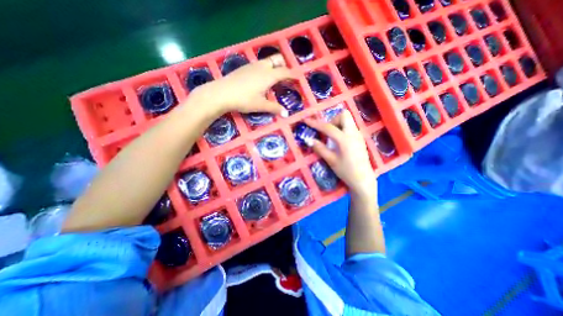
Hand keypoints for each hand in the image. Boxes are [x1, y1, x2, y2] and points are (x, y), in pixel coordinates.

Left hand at [189, 55, 294, 116]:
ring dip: (274, 66)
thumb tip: (286, 114)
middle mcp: (262, 67)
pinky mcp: (244, 67)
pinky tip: (260, 79)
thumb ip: (274, 108)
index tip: (299, 77)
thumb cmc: (244, 100)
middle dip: (284, 65)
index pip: (285, 72)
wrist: (221, 93)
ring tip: (274, 78)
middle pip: (277, 59)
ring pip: (267, 61)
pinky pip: (259, 64)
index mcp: (268, 75)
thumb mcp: (260, 105)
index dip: (293, 74)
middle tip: (286, 76)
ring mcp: (252, 65)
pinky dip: (265, 68)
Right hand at [304, 108, 377, 196]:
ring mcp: (358, 135)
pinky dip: (342, 129)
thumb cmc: (346, 171)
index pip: (328, 127)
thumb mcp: (331, 161)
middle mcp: (353, 133)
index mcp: (345, 139)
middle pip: (344, 115)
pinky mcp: (360, 139)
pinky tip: (339, 142)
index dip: (315, 123)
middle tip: (327, 132)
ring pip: (348, 121)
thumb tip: (309, 140)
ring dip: (338, 124)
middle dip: (333, 120)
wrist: (363, 180)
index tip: (306, 120)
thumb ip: (320, 148)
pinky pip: (350, 127)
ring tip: (331, 138)